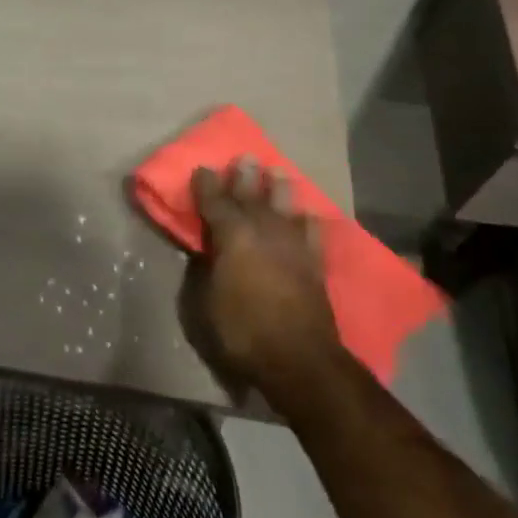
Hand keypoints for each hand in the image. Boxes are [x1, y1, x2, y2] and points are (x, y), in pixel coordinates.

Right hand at [186, 158, 339, 389]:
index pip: (215, 203)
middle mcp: (264, 233)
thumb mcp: (204, 302)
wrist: (299, 360)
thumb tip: (206, 249)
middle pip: (253, 198)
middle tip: (245, 157)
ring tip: (278, 172)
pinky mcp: (314, 265)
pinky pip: (312, 235)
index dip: (207, 186)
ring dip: (279, 190)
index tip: (203, 169)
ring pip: (285, 209)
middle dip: (246, 178)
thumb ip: (205, 268)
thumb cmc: (241, 331)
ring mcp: (292, 248)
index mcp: (232, 237)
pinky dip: (309, 223)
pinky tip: (308, 216)